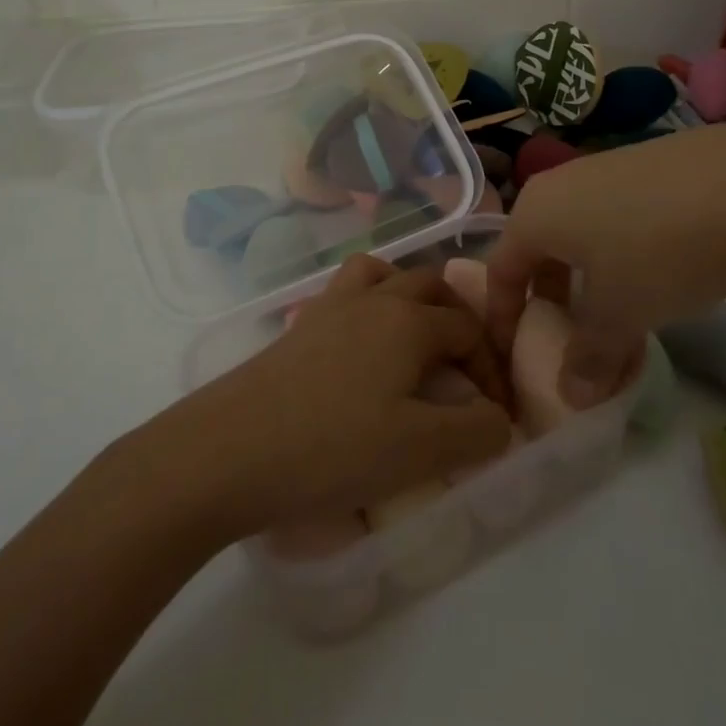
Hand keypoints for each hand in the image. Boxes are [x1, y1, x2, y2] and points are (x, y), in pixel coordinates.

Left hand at [165, 256, 512, 536]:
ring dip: (408, 296)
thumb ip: (476, 431)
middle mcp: (372, 298)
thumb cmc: (332, 448)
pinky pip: (345, 295)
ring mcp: (329, 307)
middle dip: (458, 318)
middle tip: (464, 367)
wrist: (228, 450)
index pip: (469, 328)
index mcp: (408, 320)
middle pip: (430, 284)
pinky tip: (362, 352)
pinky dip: (367, 306)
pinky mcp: (298, 326)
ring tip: (415, 340)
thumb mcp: (420, 450)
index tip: (493, 415)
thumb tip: (498, 417)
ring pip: (381, 274)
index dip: (491, 368)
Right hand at [486, 122, 725, 408]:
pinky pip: (613, 220)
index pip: (500, 270)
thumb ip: (588, 357)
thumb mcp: (620, 314)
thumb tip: (571, 397)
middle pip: (539, 251)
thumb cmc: (659, 251)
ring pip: (580, 236)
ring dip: (588, 282)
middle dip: (550, 301)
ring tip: (618, 317)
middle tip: (569, 341)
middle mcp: (559, 184)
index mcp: (535, 213)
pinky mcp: (645, 168)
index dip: (503, 318)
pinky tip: (657, 277)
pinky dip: (618, 257)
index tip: (514, 356)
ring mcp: (603, 170)